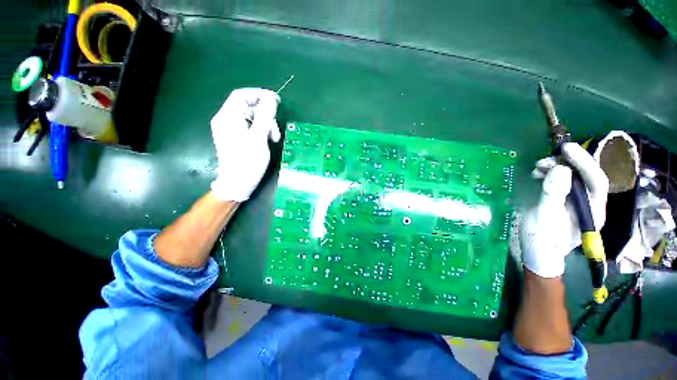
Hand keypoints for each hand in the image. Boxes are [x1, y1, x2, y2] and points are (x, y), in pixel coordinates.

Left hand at [210, 88, 280, 201]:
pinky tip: (266, 141)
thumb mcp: (259, 139)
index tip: (276, 101)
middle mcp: (225, 120)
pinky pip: (248, 127)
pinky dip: (259, 131)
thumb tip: (270, 99)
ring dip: (265, 125)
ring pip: (250, 118)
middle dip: (265, 116)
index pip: (241, 95)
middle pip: (247, 107)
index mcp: (228, 118)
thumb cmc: (248, 162)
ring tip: (274, 139)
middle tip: (276, 131)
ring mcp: (229, 130)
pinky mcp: (234, 138)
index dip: (259, 95)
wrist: (236, 184)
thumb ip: (264, 117)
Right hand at [520, 143, 608, 277]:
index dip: (583, 163)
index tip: (566, 149)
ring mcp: (576, 202)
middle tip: (544, 161)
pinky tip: (538, 174)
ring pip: (572, 177)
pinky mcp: (564, 200)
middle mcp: (589, 204)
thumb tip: (559, 169)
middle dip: (566, 164)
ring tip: (537, 167)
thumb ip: (553, 194)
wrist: (537, 253)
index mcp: (593, 211)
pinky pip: (561, 182)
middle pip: (584, 176)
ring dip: (555, 168)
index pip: (596, 181)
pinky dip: (549, 174)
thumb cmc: (541, 240)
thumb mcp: (544, 218)